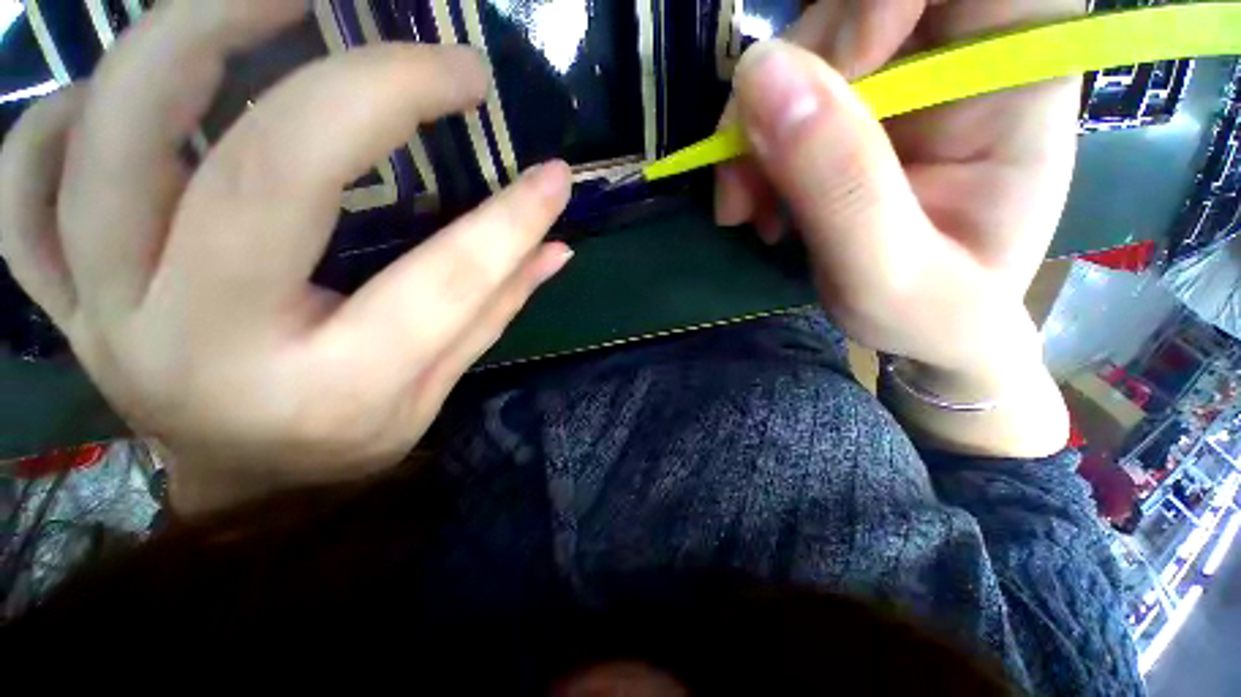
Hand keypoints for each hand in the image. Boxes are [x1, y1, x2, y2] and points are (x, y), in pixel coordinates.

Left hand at [0, 1, 573, 515]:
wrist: (242, 488)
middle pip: (262, 176)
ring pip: (110, 141)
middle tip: (431, 52)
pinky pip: (26, 183)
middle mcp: (206, 347)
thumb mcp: (435, 390)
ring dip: (195, 35)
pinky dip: (62, 111)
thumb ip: (495, 308)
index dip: (508, 221)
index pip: (443, 281)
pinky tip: (129, 85)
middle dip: (360, 87)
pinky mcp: (62, 298)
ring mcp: (107, 315)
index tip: (551, 174)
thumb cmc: (348, 443)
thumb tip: (556, 246)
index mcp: (333, 389)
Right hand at [718, 0, 1082, 373]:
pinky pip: (784, 89)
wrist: (928, 328)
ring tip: (747, 210)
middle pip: (858, 5)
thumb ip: (839, 183)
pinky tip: (756, 201)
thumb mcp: (885, 275)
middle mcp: (966, 57)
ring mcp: (906, 76)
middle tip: (745, 189)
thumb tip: (762, 76)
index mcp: (1017, 83)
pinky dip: (750, 143)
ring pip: (805, 46)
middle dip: (783, 87)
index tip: (833, 74)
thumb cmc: (932, 316)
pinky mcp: (857, 105)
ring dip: (752, 127)